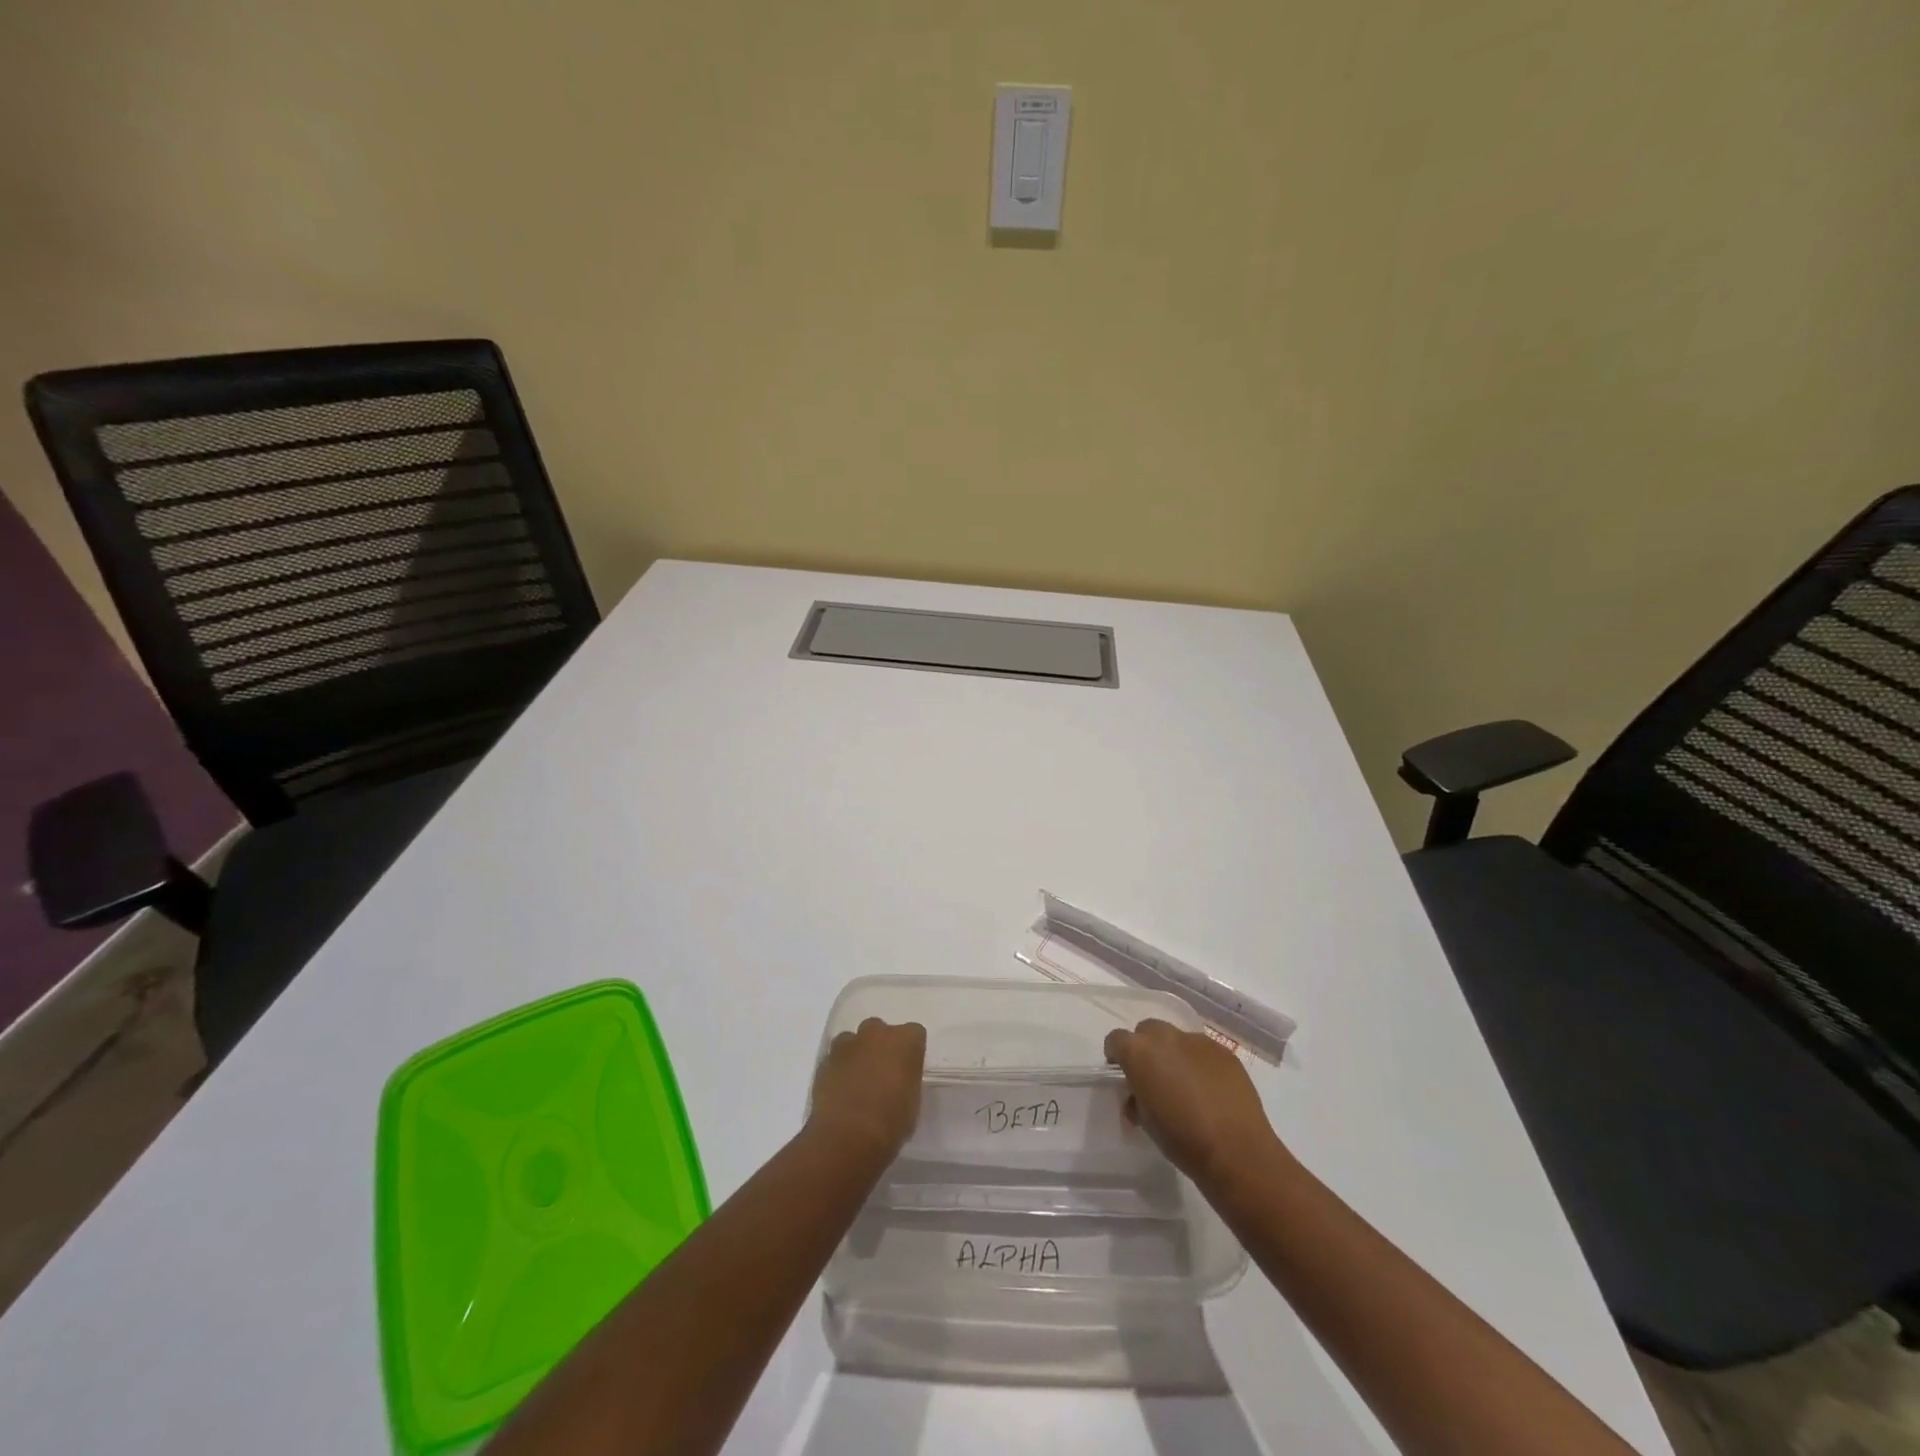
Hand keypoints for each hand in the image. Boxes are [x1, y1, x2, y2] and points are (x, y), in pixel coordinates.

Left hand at [808, 1017, 926, 1161]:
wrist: (848, 1136)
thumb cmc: (891, 1121)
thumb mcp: (913, 1102)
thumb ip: (906, 1081)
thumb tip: (898, 1082)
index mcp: (905, 1040)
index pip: (914, 1033)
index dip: (910, 1052)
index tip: (908, 1070)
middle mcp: (876, 1033)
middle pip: (880, 1029)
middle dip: (880, 1046)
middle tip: (882, 1073)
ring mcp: (847, 1044)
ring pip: (853, 1040)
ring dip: (856, 1055)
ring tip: (857, 1082)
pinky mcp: (824, 1061)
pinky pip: (834, 1059)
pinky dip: (838, 1070)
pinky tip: (840, 1092)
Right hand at [1104, 1018, 1281, 1186]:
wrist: (1237, 1151)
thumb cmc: (1182, 1140)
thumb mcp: (1146, 1122)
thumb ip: (1136, 1099)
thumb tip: (1138, 1096)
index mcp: (1139, 1052)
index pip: (1116, 1039)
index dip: (1116, 1054)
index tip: (1121, 1072)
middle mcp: (1166, 1037)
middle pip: (1147, 1030)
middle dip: (1146, 1048)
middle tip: (1153, 1077)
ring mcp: (1197, 1041)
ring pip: (1176, 1038)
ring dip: (1173, 1054)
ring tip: (1185, 1084)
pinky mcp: (1224, 1051)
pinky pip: (1202, 1050)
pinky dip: (1199, 1062)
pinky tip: (1209, 1089)